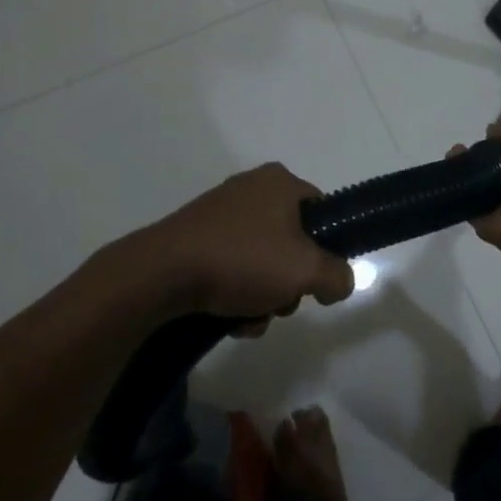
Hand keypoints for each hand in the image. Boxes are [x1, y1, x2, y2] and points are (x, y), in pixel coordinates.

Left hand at [139, 164, 354, 322]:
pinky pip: (231, 266)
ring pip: (261, 260)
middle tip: (281, 302)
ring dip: (263, 295)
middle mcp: (252, 188)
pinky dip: (235, 293)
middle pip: (292, 241)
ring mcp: (220, 213)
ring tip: (250, 317)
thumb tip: (339, 282)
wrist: (161, 273)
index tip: (315, 279)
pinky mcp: (195, 237)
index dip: (326, 248)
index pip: (322, 212)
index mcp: (281, 182)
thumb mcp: (307, 270)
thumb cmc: (243, 260)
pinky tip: (228, 318)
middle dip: (290, 281)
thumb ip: (338, 276)